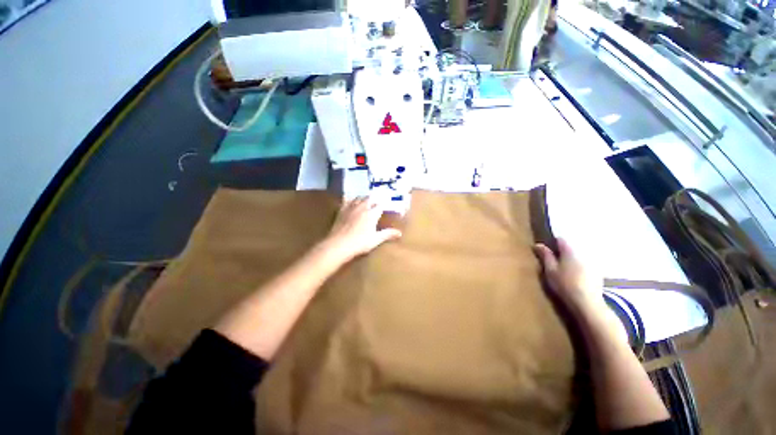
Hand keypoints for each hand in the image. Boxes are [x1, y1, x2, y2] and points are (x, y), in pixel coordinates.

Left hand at [323, 197, 401, 261]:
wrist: (338, 244)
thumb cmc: (359, 243)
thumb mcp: (375, 240)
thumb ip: (387, 234)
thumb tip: (399, 233)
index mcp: (372, 214)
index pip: (380, 205)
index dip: (384, 204)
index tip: (386, 205)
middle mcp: (362, 207)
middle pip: (370, 198)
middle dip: (375, 199)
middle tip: (377, 201)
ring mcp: (351, 207)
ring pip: (359, 197)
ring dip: (364, 197)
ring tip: (366, 199)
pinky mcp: (342, 210)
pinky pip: (347, 200)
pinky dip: (351, 198)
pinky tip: (351, 199)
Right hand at [533, 238, 604, 314]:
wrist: (587, 303)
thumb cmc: (565, 284)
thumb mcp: (550, 270)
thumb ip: (545, 256)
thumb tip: (538, 244)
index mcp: (569, 251)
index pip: (560, 240)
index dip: (552, 242)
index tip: (546, 250)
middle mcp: (583, 253)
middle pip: (571, 248)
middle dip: (562, 252)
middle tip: (553, 261)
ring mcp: (592, 263)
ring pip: (579, 257)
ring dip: (571, 260)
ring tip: (564, 270)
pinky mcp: (597, 274)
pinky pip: (586, 265)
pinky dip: (579, 268)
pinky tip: (575, 278)